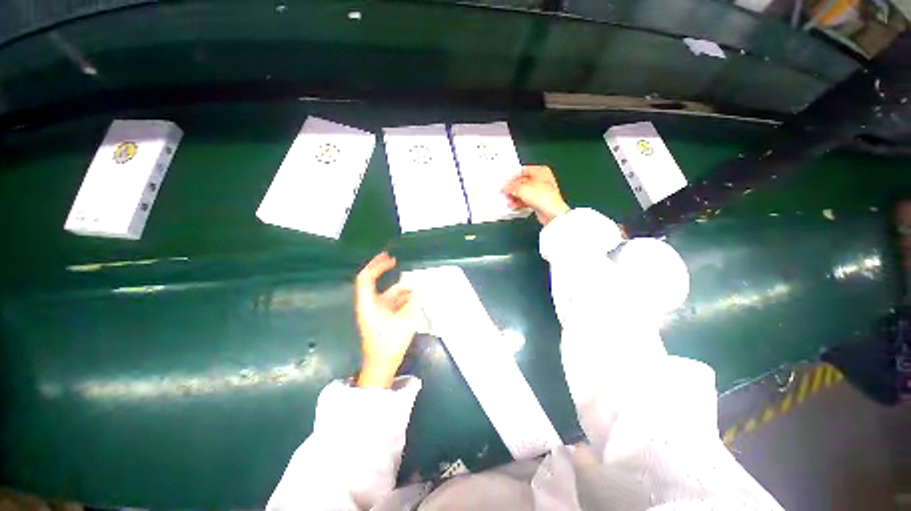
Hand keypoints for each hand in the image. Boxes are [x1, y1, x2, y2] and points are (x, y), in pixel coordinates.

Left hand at [354, 253, 417, 388]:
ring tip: (413, 285)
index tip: (390, 259)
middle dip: (382, 271)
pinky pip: (387, 304)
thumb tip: (419, 290)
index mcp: (367, 303)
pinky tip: (413, 300)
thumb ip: (412, 303)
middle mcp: (367, 305)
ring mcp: (372, 313)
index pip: (366, 277)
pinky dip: (398, 299)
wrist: (381, 364)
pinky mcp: (378, 321)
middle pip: (372, 283)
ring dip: (396, 288)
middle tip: (394, 261)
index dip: (377, 265)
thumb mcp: (404, 321)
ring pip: (382, 294)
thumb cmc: (389, 342)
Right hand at [502, 165, 569, 225]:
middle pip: (523, 182)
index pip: (522, 171)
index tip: (505, 183)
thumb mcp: (521, 188)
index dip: (512, 177)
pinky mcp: (541, 201)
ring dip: (515, 196)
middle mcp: (543, 179)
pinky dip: (520, 202)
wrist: (552, 213)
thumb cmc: (544, 197)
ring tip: (508, 200)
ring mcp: (542, 191)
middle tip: (505, 192)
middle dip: (512, 189)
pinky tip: (513, 205)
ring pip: (525, 192)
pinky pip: (528, 200)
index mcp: (541, 171)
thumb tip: (504, 187)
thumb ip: (510, 186)